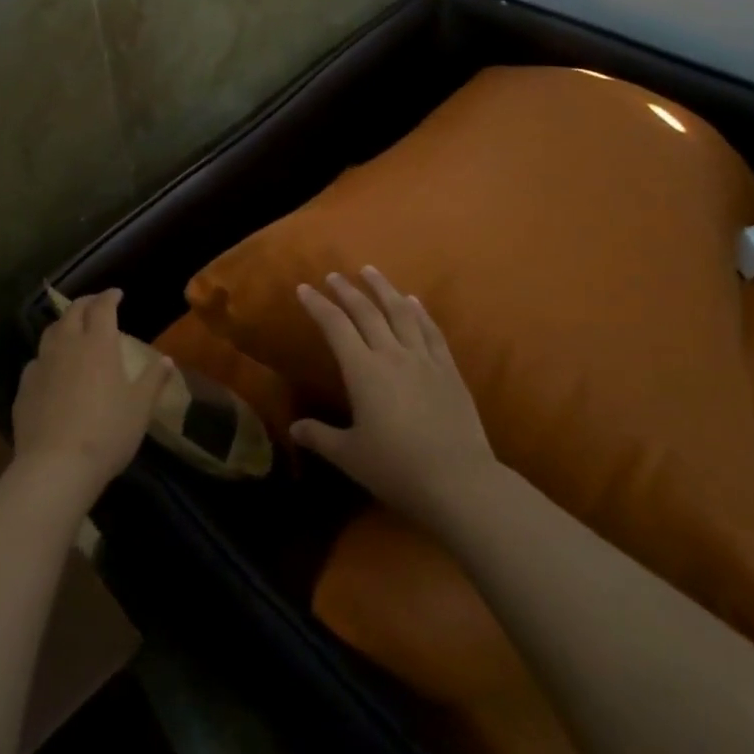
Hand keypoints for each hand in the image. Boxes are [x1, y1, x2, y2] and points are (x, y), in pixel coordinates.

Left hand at [13, 289, 167, 508]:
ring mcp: (42, 365)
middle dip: (86, 303)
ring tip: (72, 329)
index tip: (117, 293)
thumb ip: (154, 379)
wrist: (55, 466)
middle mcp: (68, 345)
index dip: (110, 296)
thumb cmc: (107, 432)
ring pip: (50, 332)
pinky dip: (47, 355)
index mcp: (99, 344)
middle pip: (73, 312)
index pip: (103, 307)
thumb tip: (167, 360)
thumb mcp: (140, 408)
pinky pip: (36, 360)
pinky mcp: (24, 387)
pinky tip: (51, 368)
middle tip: (96, 304)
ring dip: (63, 324)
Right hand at [290, 268, 498, 528]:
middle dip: (347, 290)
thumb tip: (294, 428)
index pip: (335, 326)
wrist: (459, 482)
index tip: (304, 288)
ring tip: (371, 271)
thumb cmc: (397, 469)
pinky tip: (414, 301)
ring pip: (401, 312)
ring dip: (384, 288)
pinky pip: (431, 331)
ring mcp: (424, 359)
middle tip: (334, 275)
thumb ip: (320, 437)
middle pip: (367, 312)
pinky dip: (420, 311)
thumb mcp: (350, 456)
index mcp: (363, 371)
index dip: (318, 305)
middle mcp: (392, 354)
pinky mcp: (449, 370)